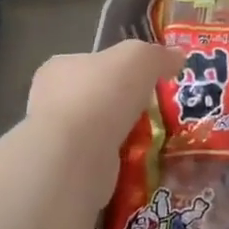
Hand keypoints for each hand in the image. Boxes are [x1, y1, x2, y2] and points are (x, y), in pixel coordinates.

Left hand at [28, 40, 184, 209]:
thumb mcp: (140, 58)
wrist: (76, 156)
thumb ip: (159, 55)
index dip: (118, 68)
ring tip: (158, 140)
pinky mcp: (67, 173)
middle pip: (97, 99)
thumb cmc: (102, 94)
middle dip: (124, 107)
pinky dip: (123, 164)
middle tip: (157, 112)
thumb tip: (177, 57)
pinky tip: (145, 164)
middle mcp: (50, 102)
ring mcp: (57, 140)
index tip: (145, 79)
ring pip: (100, 134)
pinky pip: (103, 163)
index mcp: (60, 69)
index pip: (90, 63)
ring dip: (125, 137)